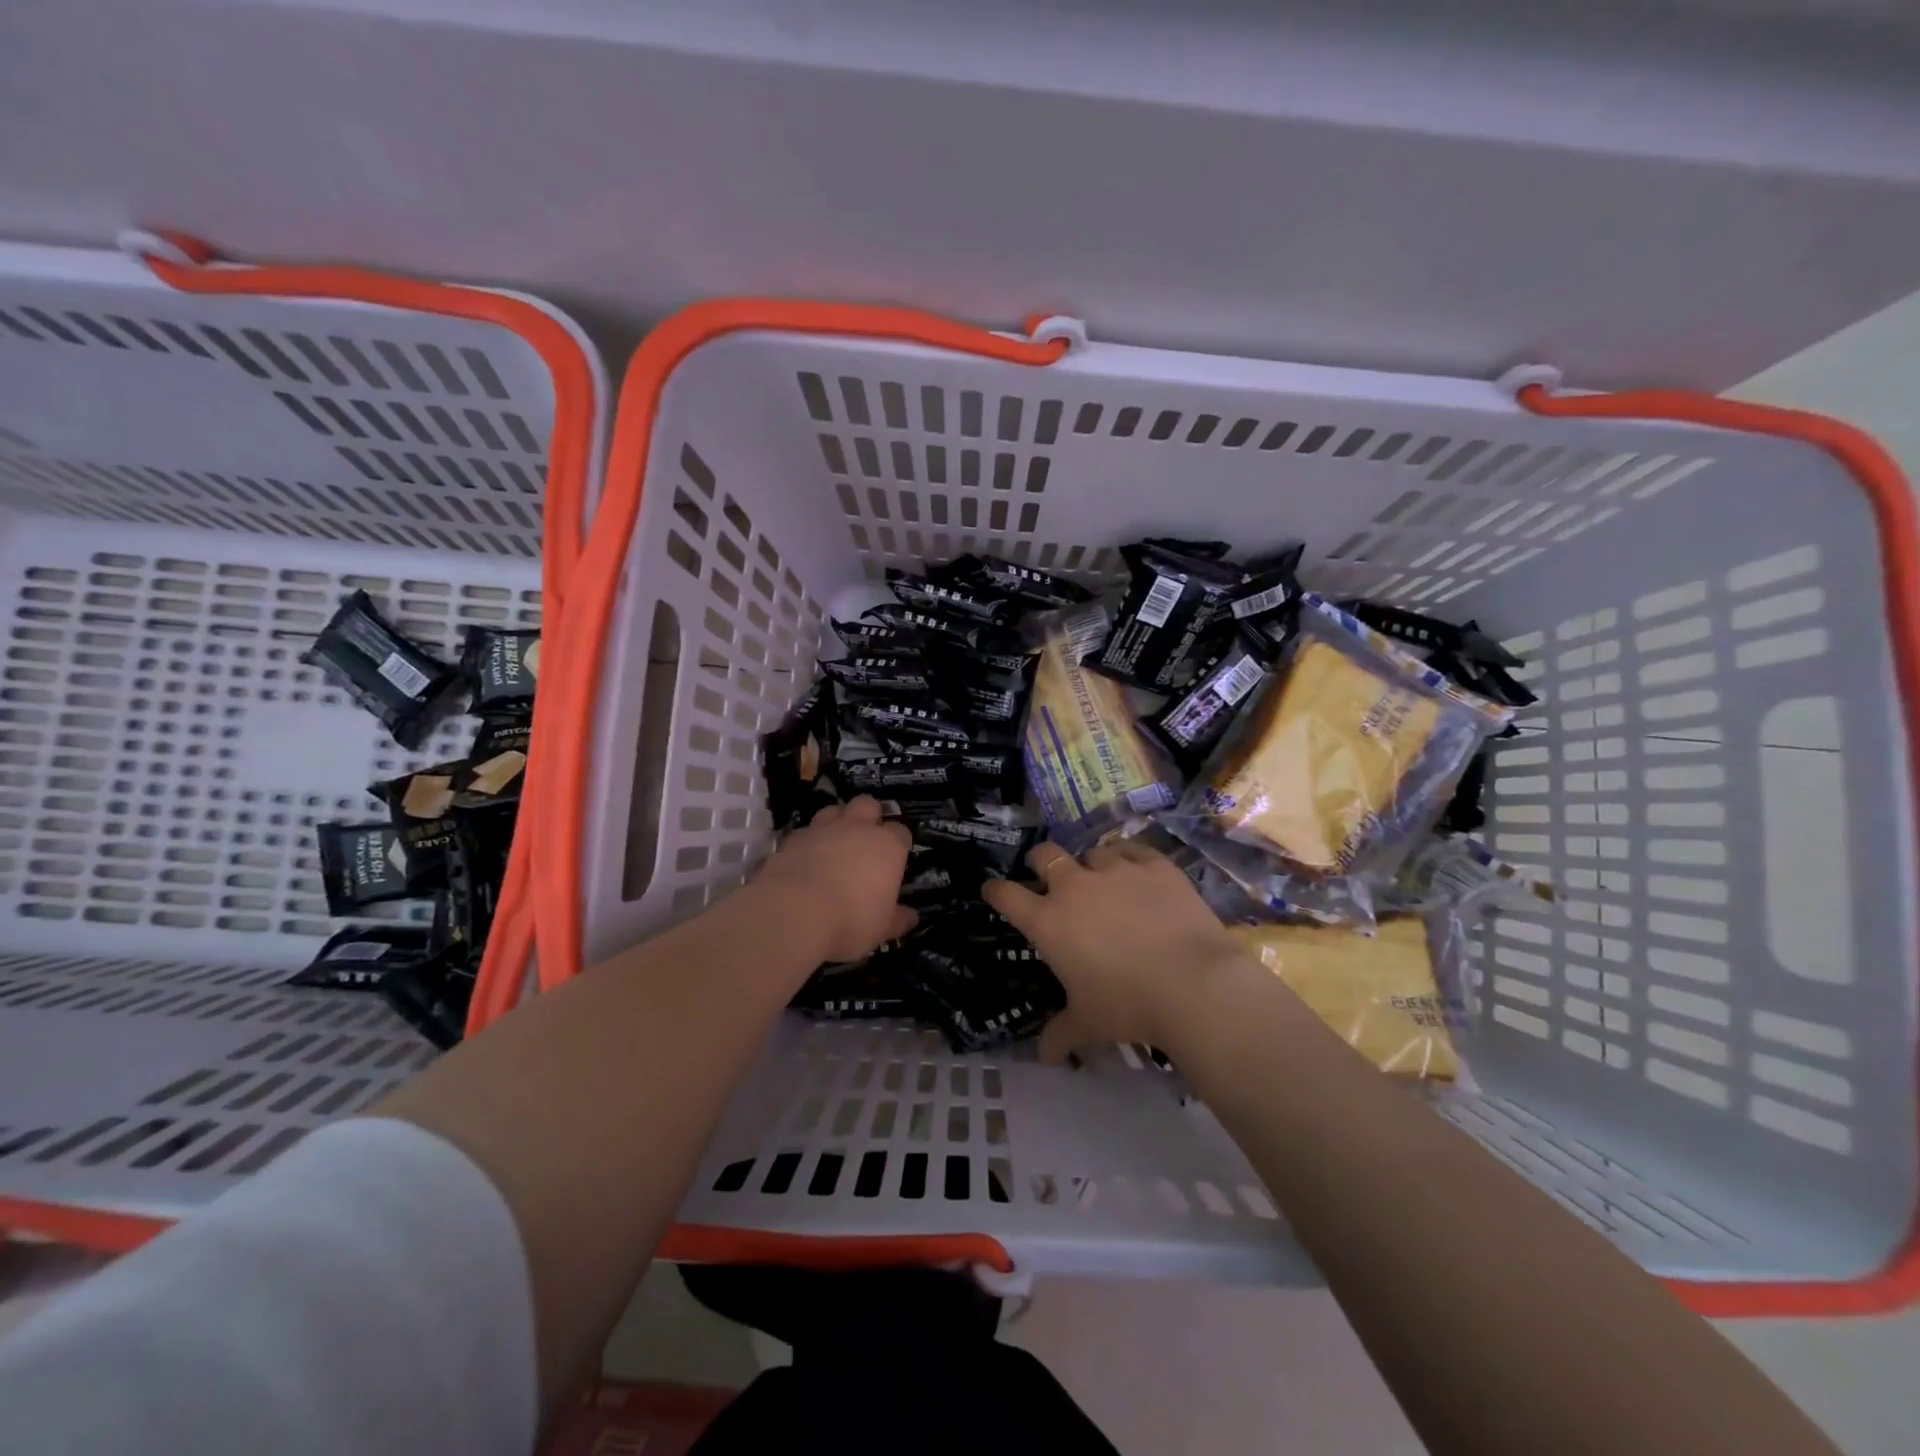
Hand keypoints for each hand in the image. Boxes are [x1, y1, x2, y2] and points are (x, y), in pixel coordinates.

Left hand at [754, 796, 916, 962]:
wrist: (793, 912)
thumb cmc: (851, 920)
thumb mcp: (881, 929)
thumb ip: (897, 919)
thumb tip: (911, 917)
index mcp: (887, 846)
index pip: (901, 832)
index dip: (899, 843)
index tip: (896, 859)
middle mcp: (857, 829)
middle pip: (868, 805)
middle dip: (869, 816)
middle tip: (866, 839)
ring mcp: (822, 830)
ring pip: (833, 810)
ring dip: (836, 821)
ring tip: (834, 843)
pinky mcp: (792, 839)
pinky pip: (805, 832)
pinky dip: (808, 842)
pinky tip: (805, 859)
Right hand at [982, 840, 1245, 1061]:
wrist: (1193, 983)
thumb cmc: (1128, 1005)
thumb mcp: (1089, 1024)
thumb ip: (1061, 1034)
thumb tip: (1044, 1057)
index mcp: (1048, 922)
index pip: (1007, 896)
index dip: (996, 890)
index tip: (993, 890)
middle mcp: (1075, 887)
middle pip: (1045, 856)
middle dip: (1040, 861)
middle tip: (1046, 874)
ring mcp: (1116, 870)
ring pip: (1092, 853)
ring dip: (1091, 866)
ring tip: (1104, 880)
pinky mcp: (1154, 865)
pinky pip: (1133, 849)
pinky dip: (1129, 859)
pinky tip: (1136, 871)